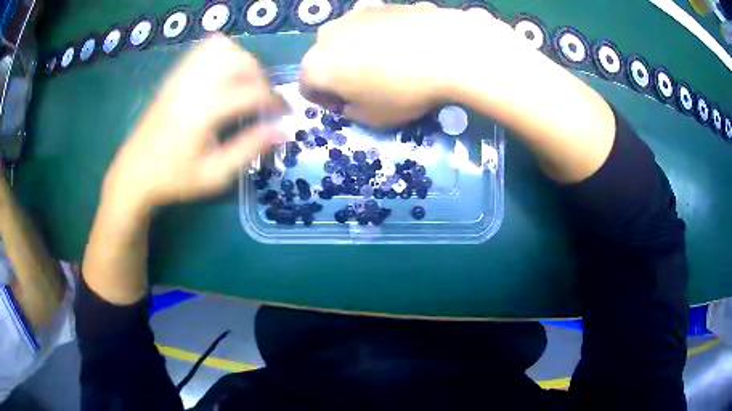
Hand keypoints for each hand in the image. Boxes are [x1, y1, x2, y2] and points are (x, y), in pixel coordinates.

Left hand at [104, 35, 286, 212]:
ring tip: (244, 83)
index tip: (284, 114)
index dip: (275, 101)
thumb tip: (284, 131)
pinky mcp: (175, 76)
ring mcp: (182, 77)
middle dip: (261, 78)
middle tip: (263, 100)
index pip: (252, 92)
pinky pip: (203, 48)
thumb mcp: (215, 175)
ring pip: (224, 48)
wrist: (135, 173)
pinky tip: (223, 73)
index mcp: (204, 112)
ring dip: (243, 61)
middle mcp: (194, 86)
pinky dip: (222, 52)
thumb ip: (249, 149)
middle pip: (241, 62)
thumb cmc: (175, 179)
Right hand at [300, 5, 517, 127]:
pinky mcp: (379, 5)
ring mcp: (353, 15)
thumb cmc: (402, 90)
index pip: (308, 88)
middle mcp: (326, 35)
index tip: (347, 107)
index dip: (325, 101)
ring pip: (348, 39)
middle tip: (368, 85)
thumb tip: (350, 102)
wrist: (445, 49)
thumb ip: (351, 113)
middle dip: (340, 73)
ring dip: (359, 52)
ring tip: (390, 63)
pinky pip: (372, 26)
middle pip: (325, 59)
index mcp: (316, 66)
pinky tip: (405, 46)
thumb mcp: (373, 119)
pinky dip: (380, 37)